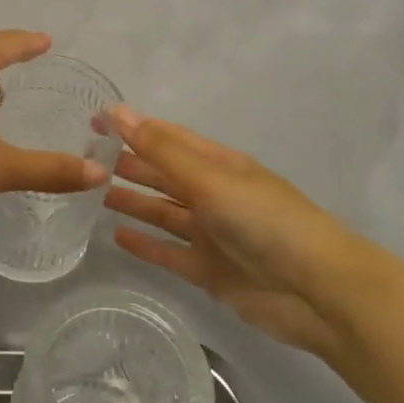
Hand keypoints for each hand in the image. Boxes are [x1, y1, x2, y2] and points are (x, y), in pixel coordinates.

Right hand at [106, 107, 375, 360]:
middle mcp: (213, 194)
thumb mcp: (209, 178)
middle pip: (163, 174)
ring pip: (162, 212)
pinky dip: (145, 244)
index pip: (168, 138)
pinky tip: (116, 236)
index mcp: (218, 164)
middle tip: (85, 158)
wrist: (318, 291)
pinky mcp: (209, 271)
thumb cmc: (264, 221)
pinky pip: (168, 252)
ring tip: (93, 192)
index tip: (94, 120)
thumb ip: (161, 150)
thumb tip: (118, 111)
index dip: (133, 128)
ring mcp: (211, 234)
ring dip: (132, 201)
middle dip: (129, 164)